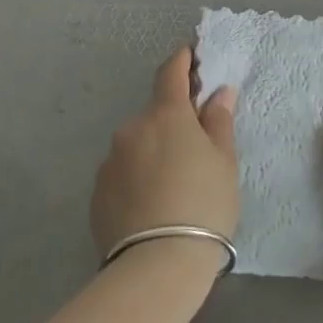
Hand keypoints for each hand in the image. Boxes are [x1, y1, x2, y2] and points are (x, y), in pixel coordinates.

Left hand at [90, 47, 238, 258]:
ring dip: (153, 152)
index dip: (181, 61)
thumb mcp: (224, 162)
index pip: (171, 73)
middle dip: (172, 123)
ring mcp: (110, 162)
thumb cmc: (204, 204)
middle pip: (155, 115)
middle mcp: (132, 129)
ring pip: (137, 145)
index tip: (189, 55)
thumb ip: (219, 121)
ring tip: (173, 186)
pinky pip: (123, 173)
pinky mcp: (97, 194)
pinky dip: (137, 178)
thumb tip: (219, 92)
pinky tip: (152, 205)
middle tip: (194, 149)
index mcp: (166, 115)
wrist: (157, 267)